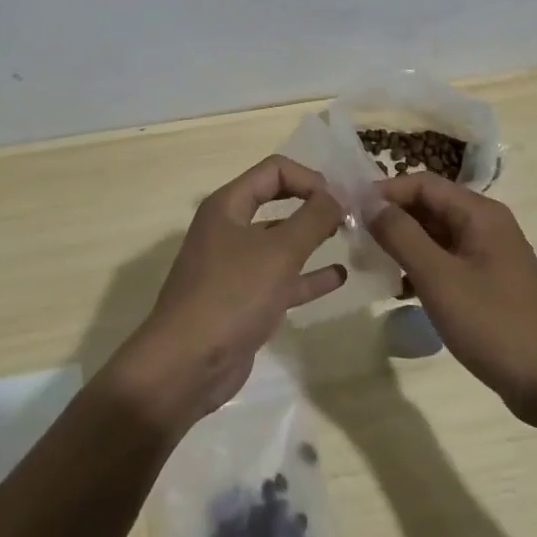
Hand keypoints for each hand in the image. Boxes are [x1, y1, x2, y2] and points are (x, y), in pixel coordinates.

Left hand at [112, 156, 347, 431]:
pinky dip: (308, 275)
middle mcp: (229, 228)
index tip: (339, 200)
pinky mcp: (244, 301)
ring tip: (350, 238)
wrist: (186, 366)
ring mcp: (235, 266)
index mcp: (228, 205)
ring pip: (280, 242)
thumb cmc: (232, 295)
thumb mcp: (279, 252)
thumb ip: (313, 219)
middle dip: (313, 204)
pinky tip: (338, 276)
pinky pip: (282, 278)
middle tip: (350, 214)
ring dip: (313, 238)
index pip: (274, 170)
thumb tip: (337, 195)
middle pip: (277, 201)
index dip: (309, 178)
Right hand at [367, 174, 536, 426]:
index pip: (422, 184)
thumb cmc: (496, 325)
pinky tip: (402, 291)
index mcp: (479, 214)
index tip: (350, 211)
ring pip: (437, 236)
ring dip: (405, 245)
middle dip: (392, 219)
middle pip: (430, 207)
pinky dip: (423, 268)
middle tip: (355, 239)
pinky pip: (448, 262)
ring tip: (372, 265)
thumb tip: (370, 203)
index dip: (385, 191)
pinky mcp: (490, 284)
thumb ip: (402, 236)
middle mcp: (486, 225)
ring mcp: (490, 256)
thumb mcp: (440, 279)